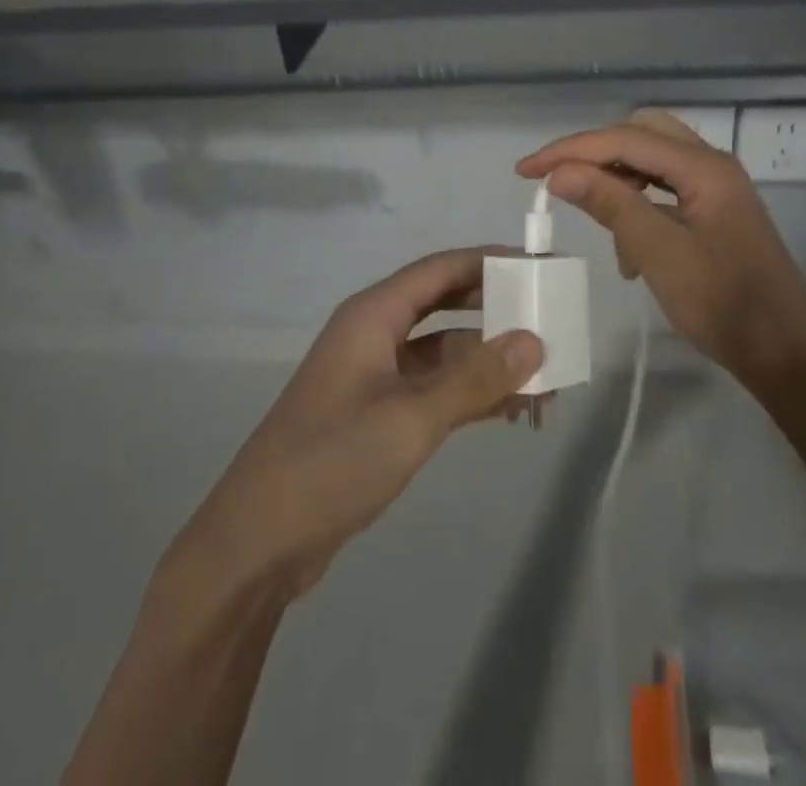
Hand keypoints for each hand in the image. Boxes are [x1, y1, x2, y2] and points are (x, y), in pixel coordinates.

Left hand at [170, 249, 542, 599]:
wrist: (258, 542)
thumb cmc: (332, 461)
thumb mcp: (410, 418)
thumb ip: (474, 378)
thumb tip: (534, 341)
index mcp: (373, 315)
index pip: (441, 269)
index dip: (489, 261)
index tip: (539, 266)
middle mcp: (374, 335)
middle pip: (444, 304)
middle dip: (494, 310)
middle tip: (548, 317)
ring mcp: (374, 376)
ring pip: (442, 352)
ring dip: (487, 360)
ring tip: (544, 376)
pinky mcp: (377, 415)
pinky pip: (434, 389)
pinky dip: (469, 394)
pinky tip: (509, 409)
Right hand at [517, 110, 805, 390]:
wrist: (786, 357)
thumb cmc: (723, 305)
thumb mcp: (658, 253)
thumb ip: (610, 204)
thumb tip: (559, 172)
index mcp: (704, 167)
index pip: (624, 139)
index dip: (570, 150)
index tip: (526, 171)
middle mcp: (711, 165)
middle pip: (640, 135)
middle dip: (595, 153)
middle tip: (558, 180)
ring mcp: (716, 188)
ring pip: (652, 161)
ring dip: (617, 180)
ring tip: (595, 220)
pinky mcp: (715, 211)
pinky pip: (665, 189)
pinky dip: (638, 204)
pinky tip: (628, 247)